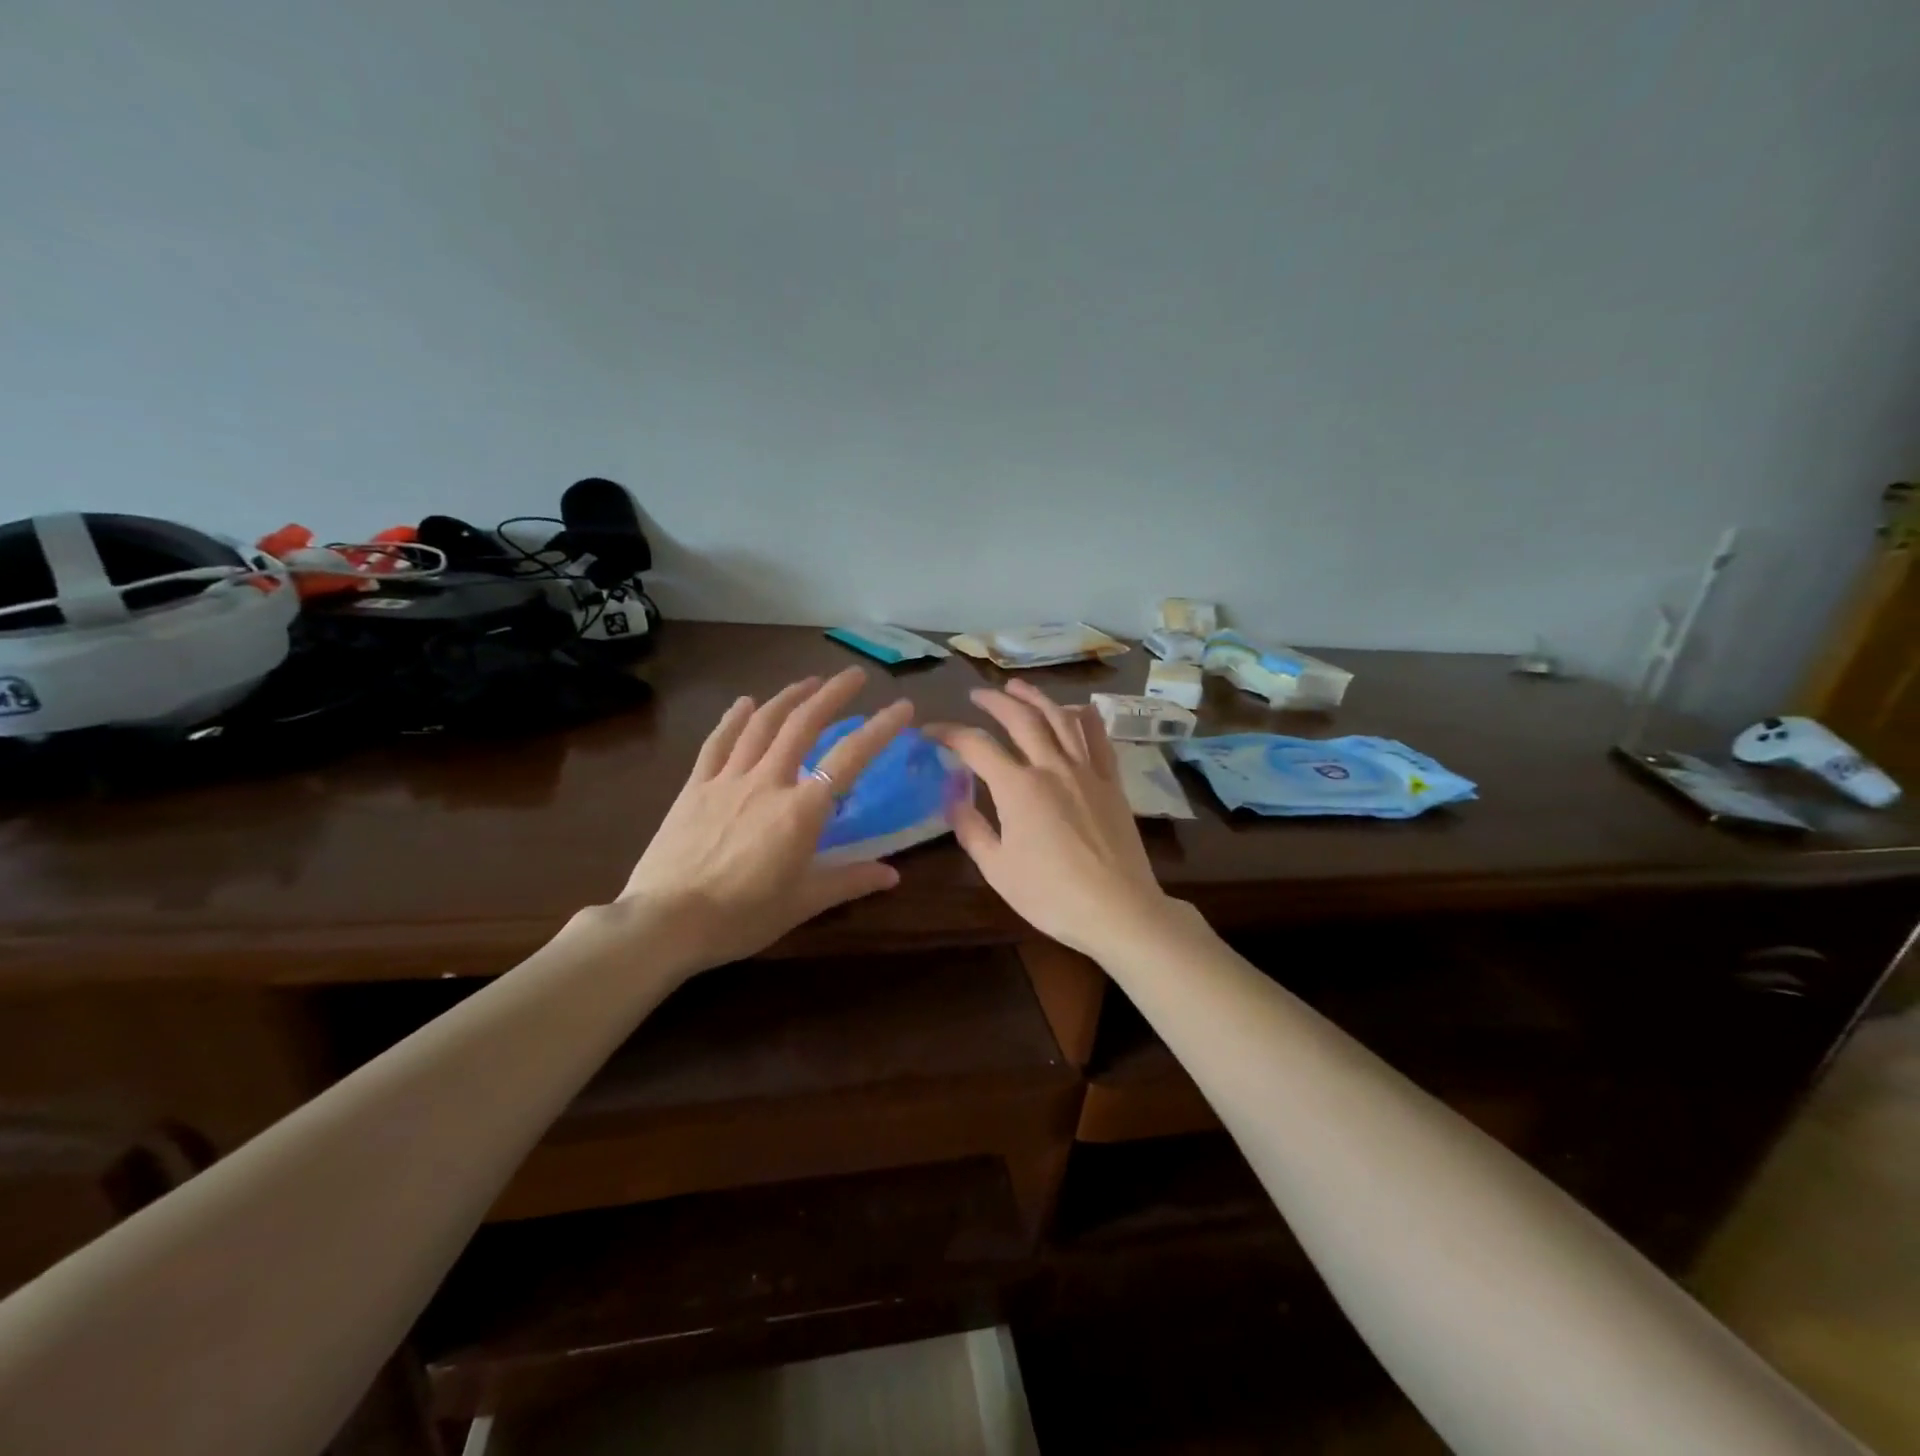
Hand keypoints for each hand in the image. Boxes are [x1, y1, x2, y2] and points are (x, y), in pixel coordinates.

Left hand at [613, 668, 912, 973]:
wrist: (665, 921)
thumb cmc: (741, 916)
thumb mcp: (803, 904)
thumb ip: (850, 882)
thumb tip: (893, 876)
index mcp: (801, 811)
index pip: (850, 758)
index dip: (880, 728)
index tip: (903, 706)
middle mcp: (768, 782)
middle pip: (803, 725)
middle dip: (832, 694)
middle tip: (854, 676)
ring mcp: (727, 780)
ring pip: (762, 724)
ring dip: (788, 697)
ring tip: (809, 681)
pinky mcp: (695, 787)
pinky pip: (717, 743)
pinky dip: (734, 719)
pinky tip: (745, 702)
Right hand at [926, 680, 1172, 959]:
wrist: (1118, 910)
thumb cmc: (1051, 895)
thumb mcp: (997, 869)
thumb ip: (971, 829)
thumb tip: (954, 797)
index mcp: (1018, 788)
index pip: (976, 746)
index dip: (949, 733)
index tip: (931, 731)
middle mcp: (1052, 767)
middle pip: (1021, 719)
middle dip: (995, 701)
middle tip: (977, 695)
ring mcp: (1087, 772)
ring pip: (1061, 719)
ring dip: (1037, 698)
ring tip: (1018, 688)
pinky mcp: (1112, 783)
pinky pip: (1098, 739)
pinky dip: (1084, 718)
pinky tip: (1076, 709)